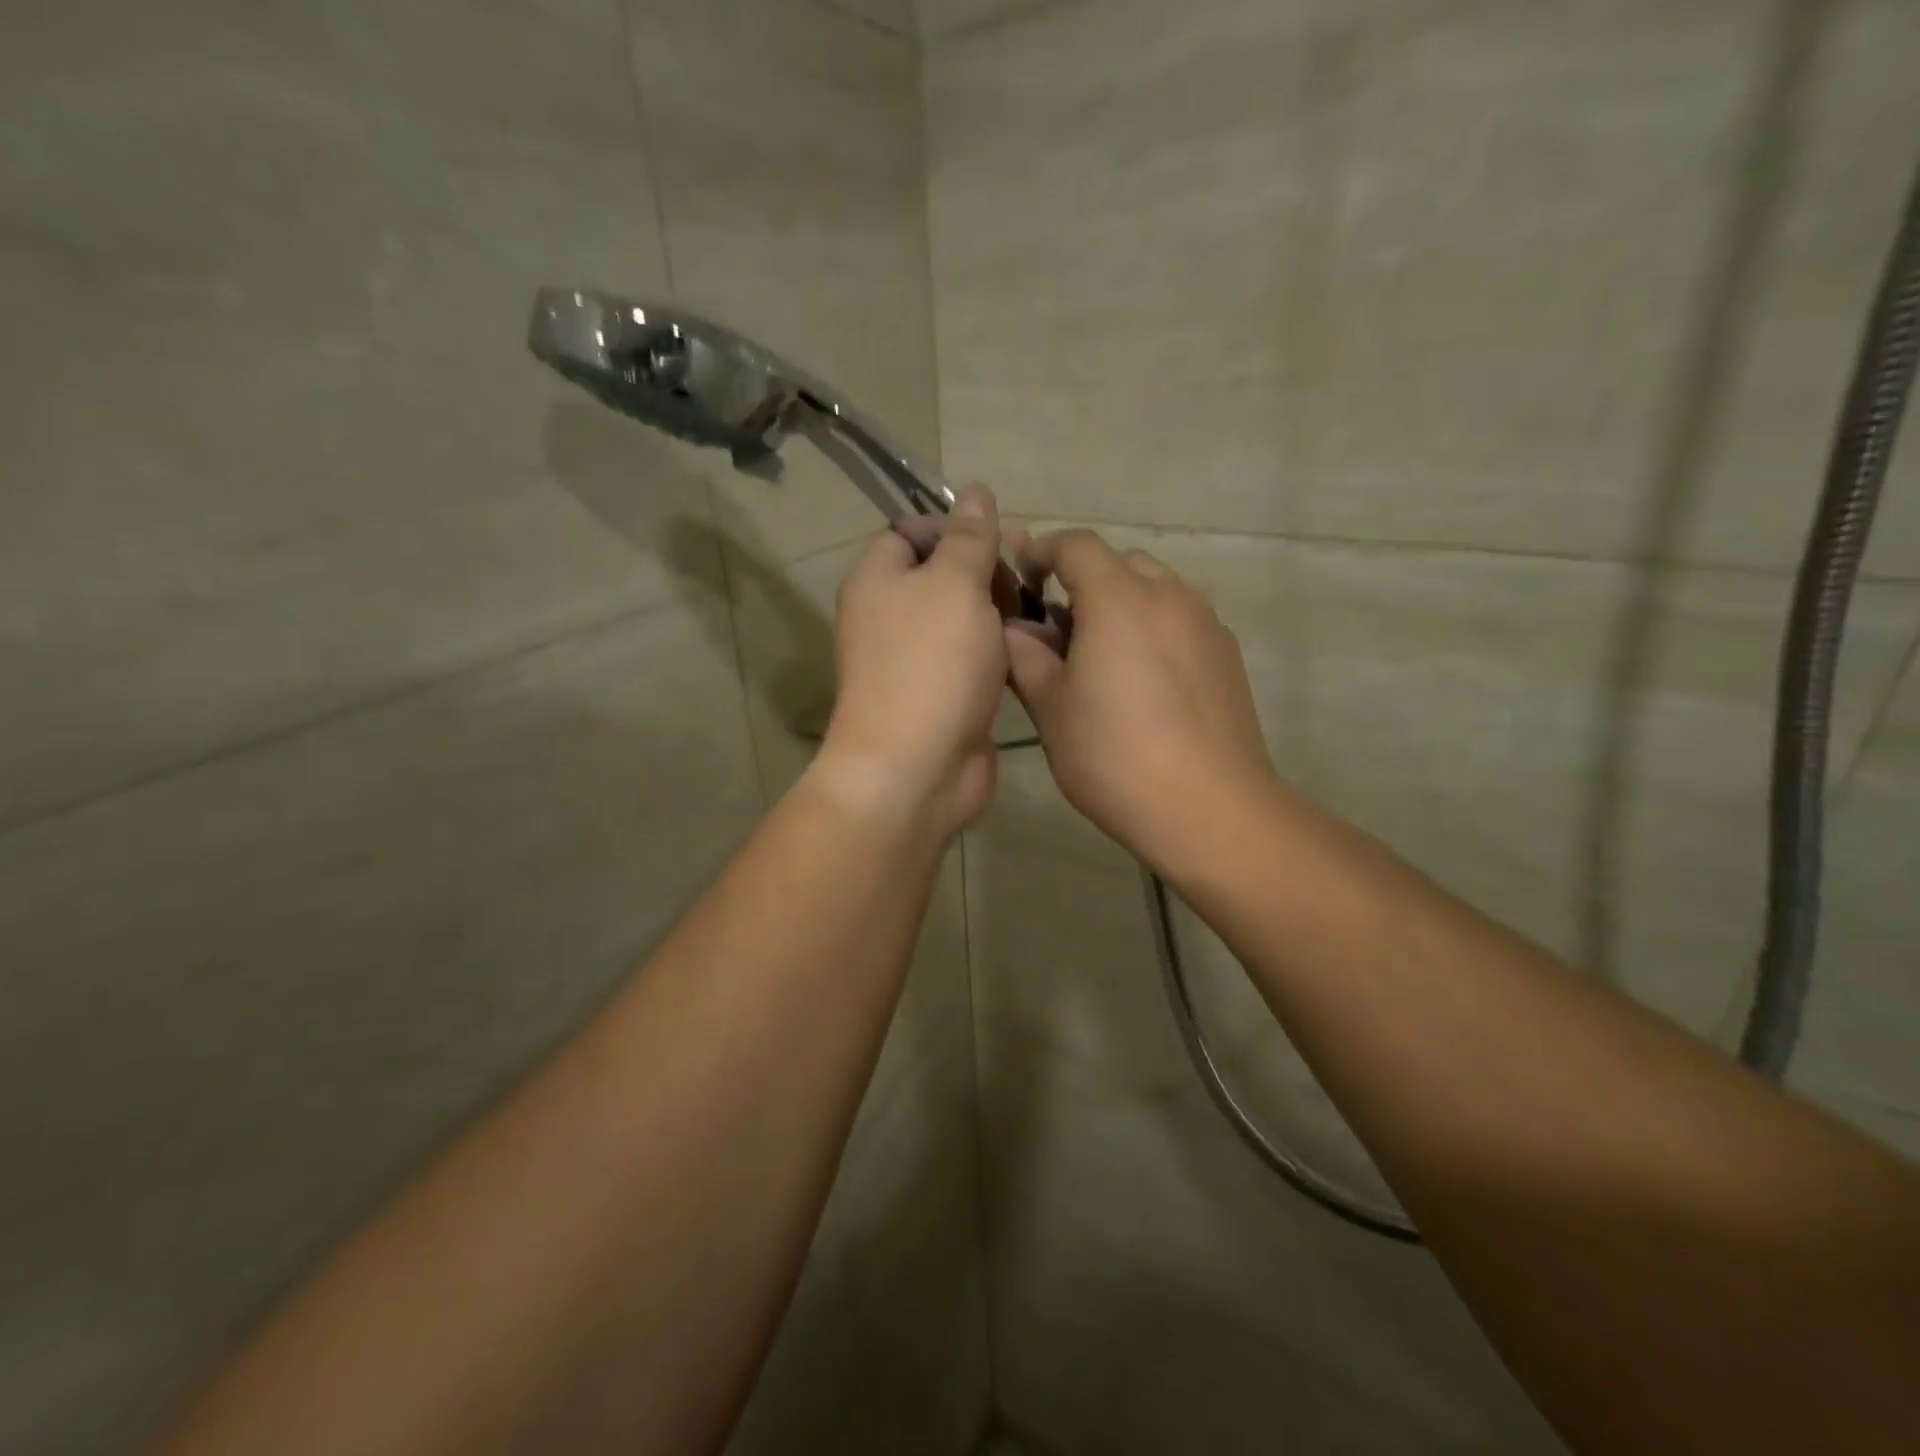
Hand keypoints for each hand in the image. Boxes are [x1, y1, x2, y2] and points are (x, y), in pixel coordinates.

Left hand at [816, 486, 1010, 836]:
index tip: (998, 537)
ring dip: (999, 612)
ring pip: (962, 619)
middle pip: (940, 574)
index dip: (953, 525)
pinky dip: (999, 652)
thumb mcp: (955, 584)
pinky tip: (1033, 650)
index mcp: (877, 579)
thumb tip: (974, 491)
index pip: (909, 531)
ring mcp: (915, 660)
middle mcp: (889, 616)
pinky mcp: (941, 695)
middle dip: (985, 569)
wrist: (917, 767)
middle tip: (1027, 575)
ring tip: (1038, 612)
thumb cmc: (932, 663)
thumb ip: (969, 537)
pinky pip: (972, 659)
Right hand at [1003, 530, 1279, 870]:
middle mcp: (1168, 596)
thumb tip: (1013, 630)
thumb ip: (1026, 659)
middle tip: (1059, 628)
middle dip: (1085, 580)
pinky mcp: (1227, 653)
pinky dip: (1154, 627)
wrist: (1209, 807)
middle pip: (1120, 562)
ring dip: (1122, 603)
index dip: (1044, 549)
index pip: (1076, 545)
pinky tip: (1143, 680)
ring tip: (1102, 655)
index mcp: (1118, 599)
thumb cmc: (1115, 757)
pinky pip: (1182, 619)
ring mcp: (1205, 623)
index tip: (1022, 571)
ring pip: (1156, 589)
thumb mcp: (1052, 711)